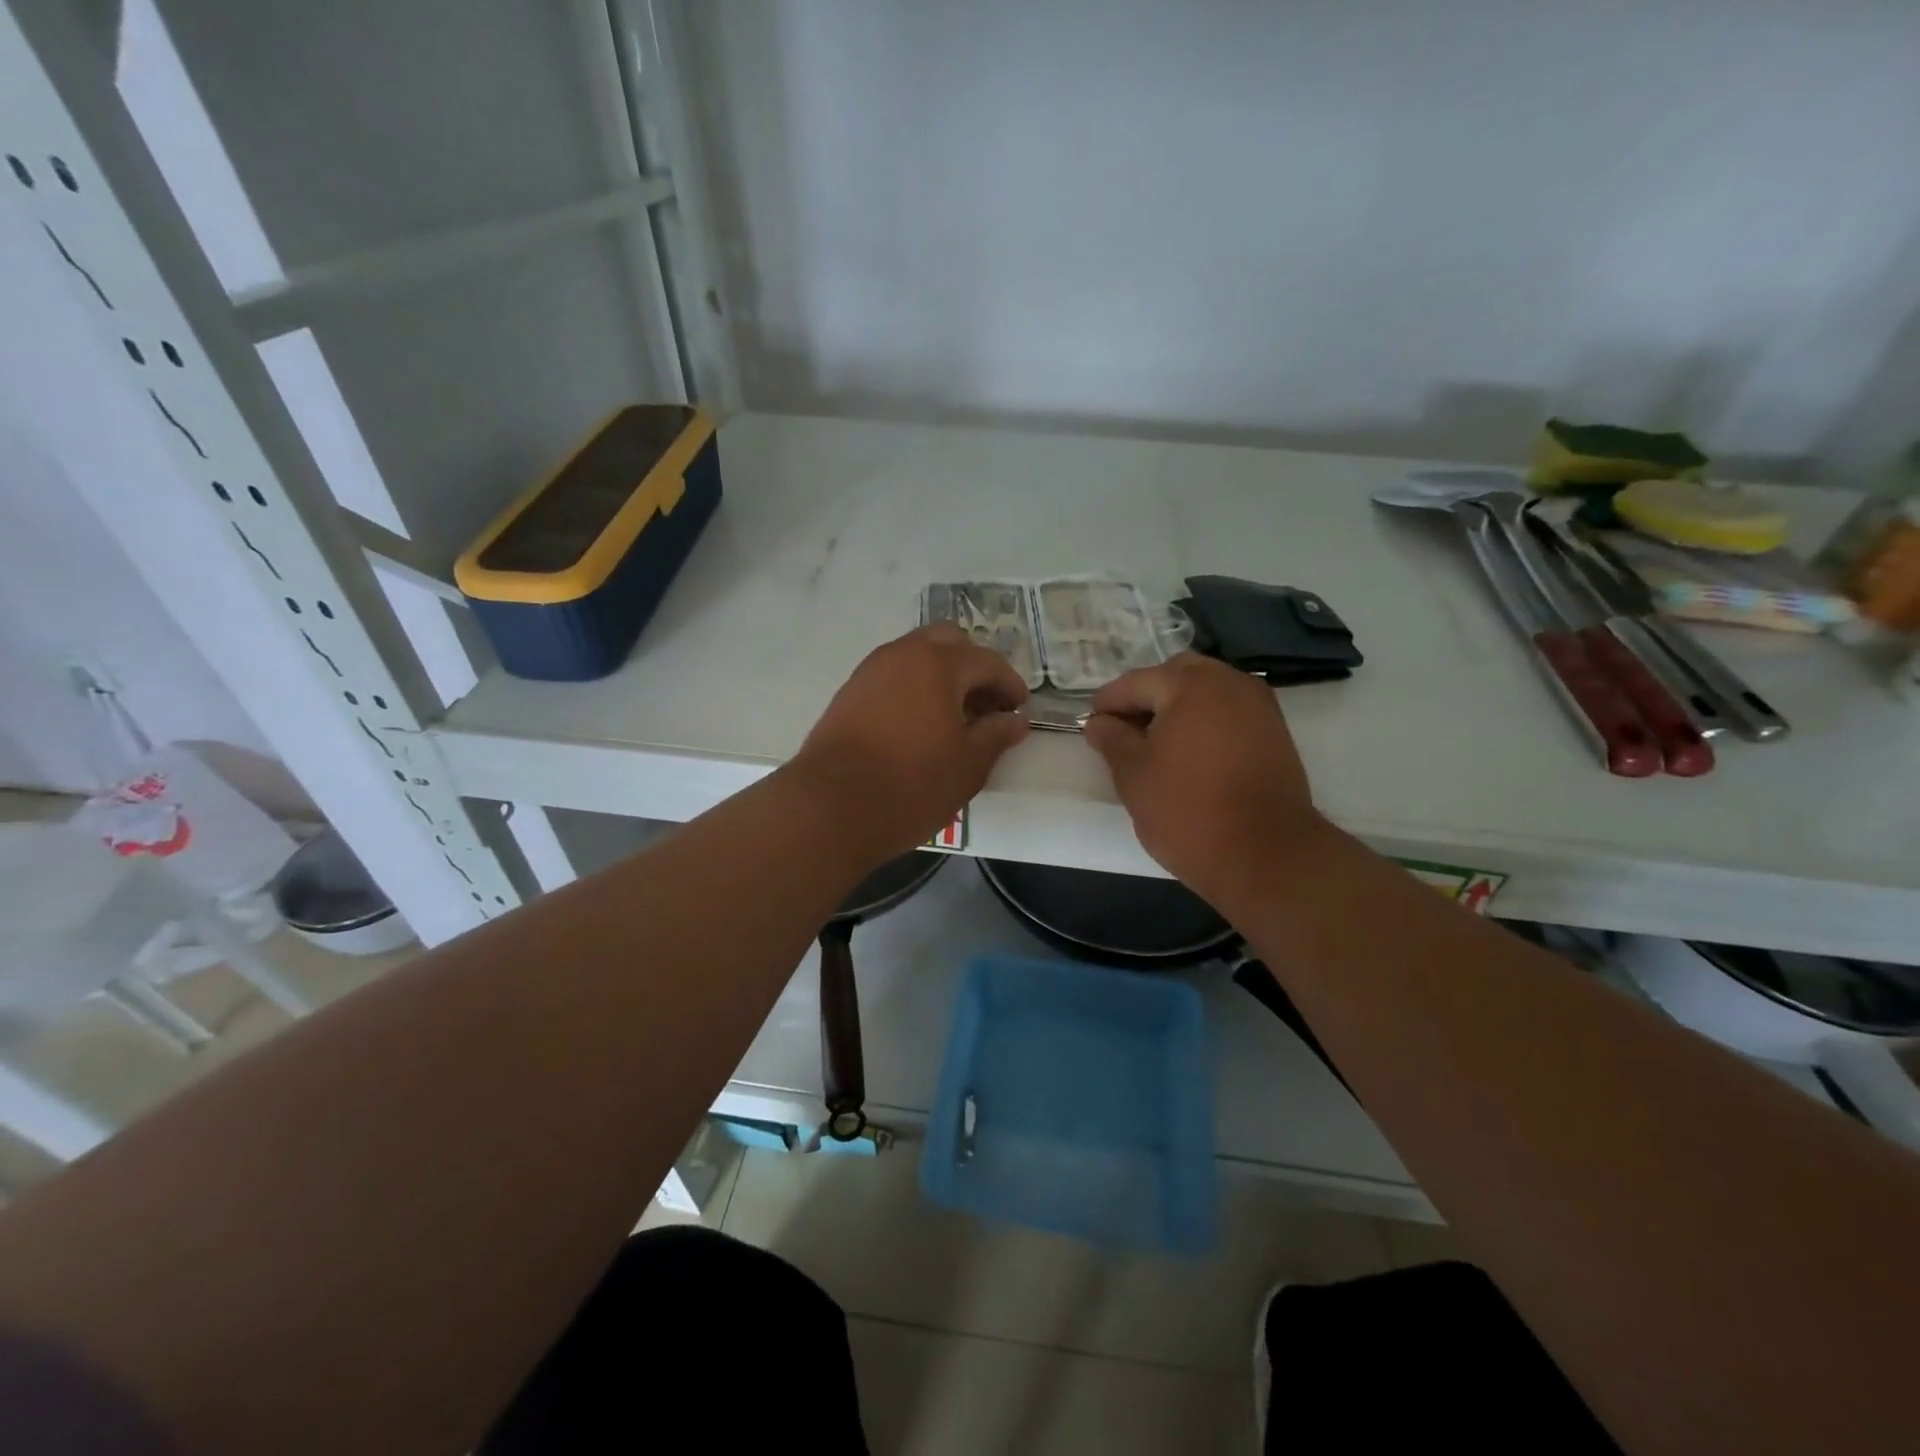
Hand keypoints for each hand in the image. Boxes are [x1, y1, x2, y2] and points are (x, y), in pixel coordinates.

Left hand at [794, 623, 1030, 861]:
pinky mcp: (849, 692)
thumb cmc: (911, 784)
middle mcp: (903, 654)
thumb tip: (1015, 720)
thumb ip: (996, 735)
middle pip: (948, 642)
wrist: (830, 806)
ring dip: (941, 675)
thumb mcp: (968, 765)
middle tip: (985, 705)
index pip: (987, 661)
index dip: (1010, 684)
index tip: (1019, 710)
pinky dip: (914, 687)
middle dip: (973, 667)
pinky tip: (919, 725)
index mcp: (939, 663)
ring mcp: (870, 670)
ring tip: (954, 717)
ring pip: (916, 655)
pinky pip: (893, 676)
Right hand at [1082, 654, 1327, 909]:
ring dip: (1178, 706)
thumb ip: (1112, 739)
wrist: (1266, 855)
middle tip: (1125, 730)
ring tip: (1156, 743)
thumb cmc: (1188, 811)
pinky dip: (1206, 720)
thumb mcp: (1134, 775)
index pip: (1136, 682)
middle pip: (1176, 675)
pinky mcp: (1275, 731)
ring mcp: (1258, 705)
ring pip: (1207, 690)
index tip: (1090, 725)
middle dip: (1147, 696)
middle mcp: (1229, 682)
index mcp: (1190, 685)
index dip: (1108, 703)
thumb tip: (1099, 722)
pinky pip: (1230, 710)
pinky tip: (1190, 752)